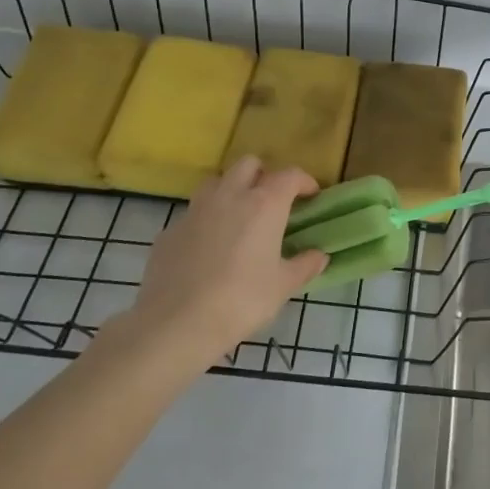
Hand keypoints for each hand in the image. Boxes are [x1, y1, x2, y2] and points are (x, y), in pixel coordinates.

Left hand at [114, 157, 326, 360]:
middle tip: (273, 201)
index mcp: (264, 205)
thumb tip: (319, 256)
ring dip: (231, 190)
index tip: (311, 197)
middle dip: (264, 175)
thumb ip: (304, 265)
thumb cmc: (241, 301)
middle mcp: (229, 196)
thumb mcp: (283, 286)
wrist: (176, 323)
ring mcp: (195, 211)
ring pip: (216, 182)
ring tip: (239, 217)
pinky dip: (206, 220)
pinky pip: (193, 213)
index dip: (304, 182)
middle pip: (248, 165)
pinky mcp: (170, 230)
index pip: (289, 175)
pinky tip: (209, 248)